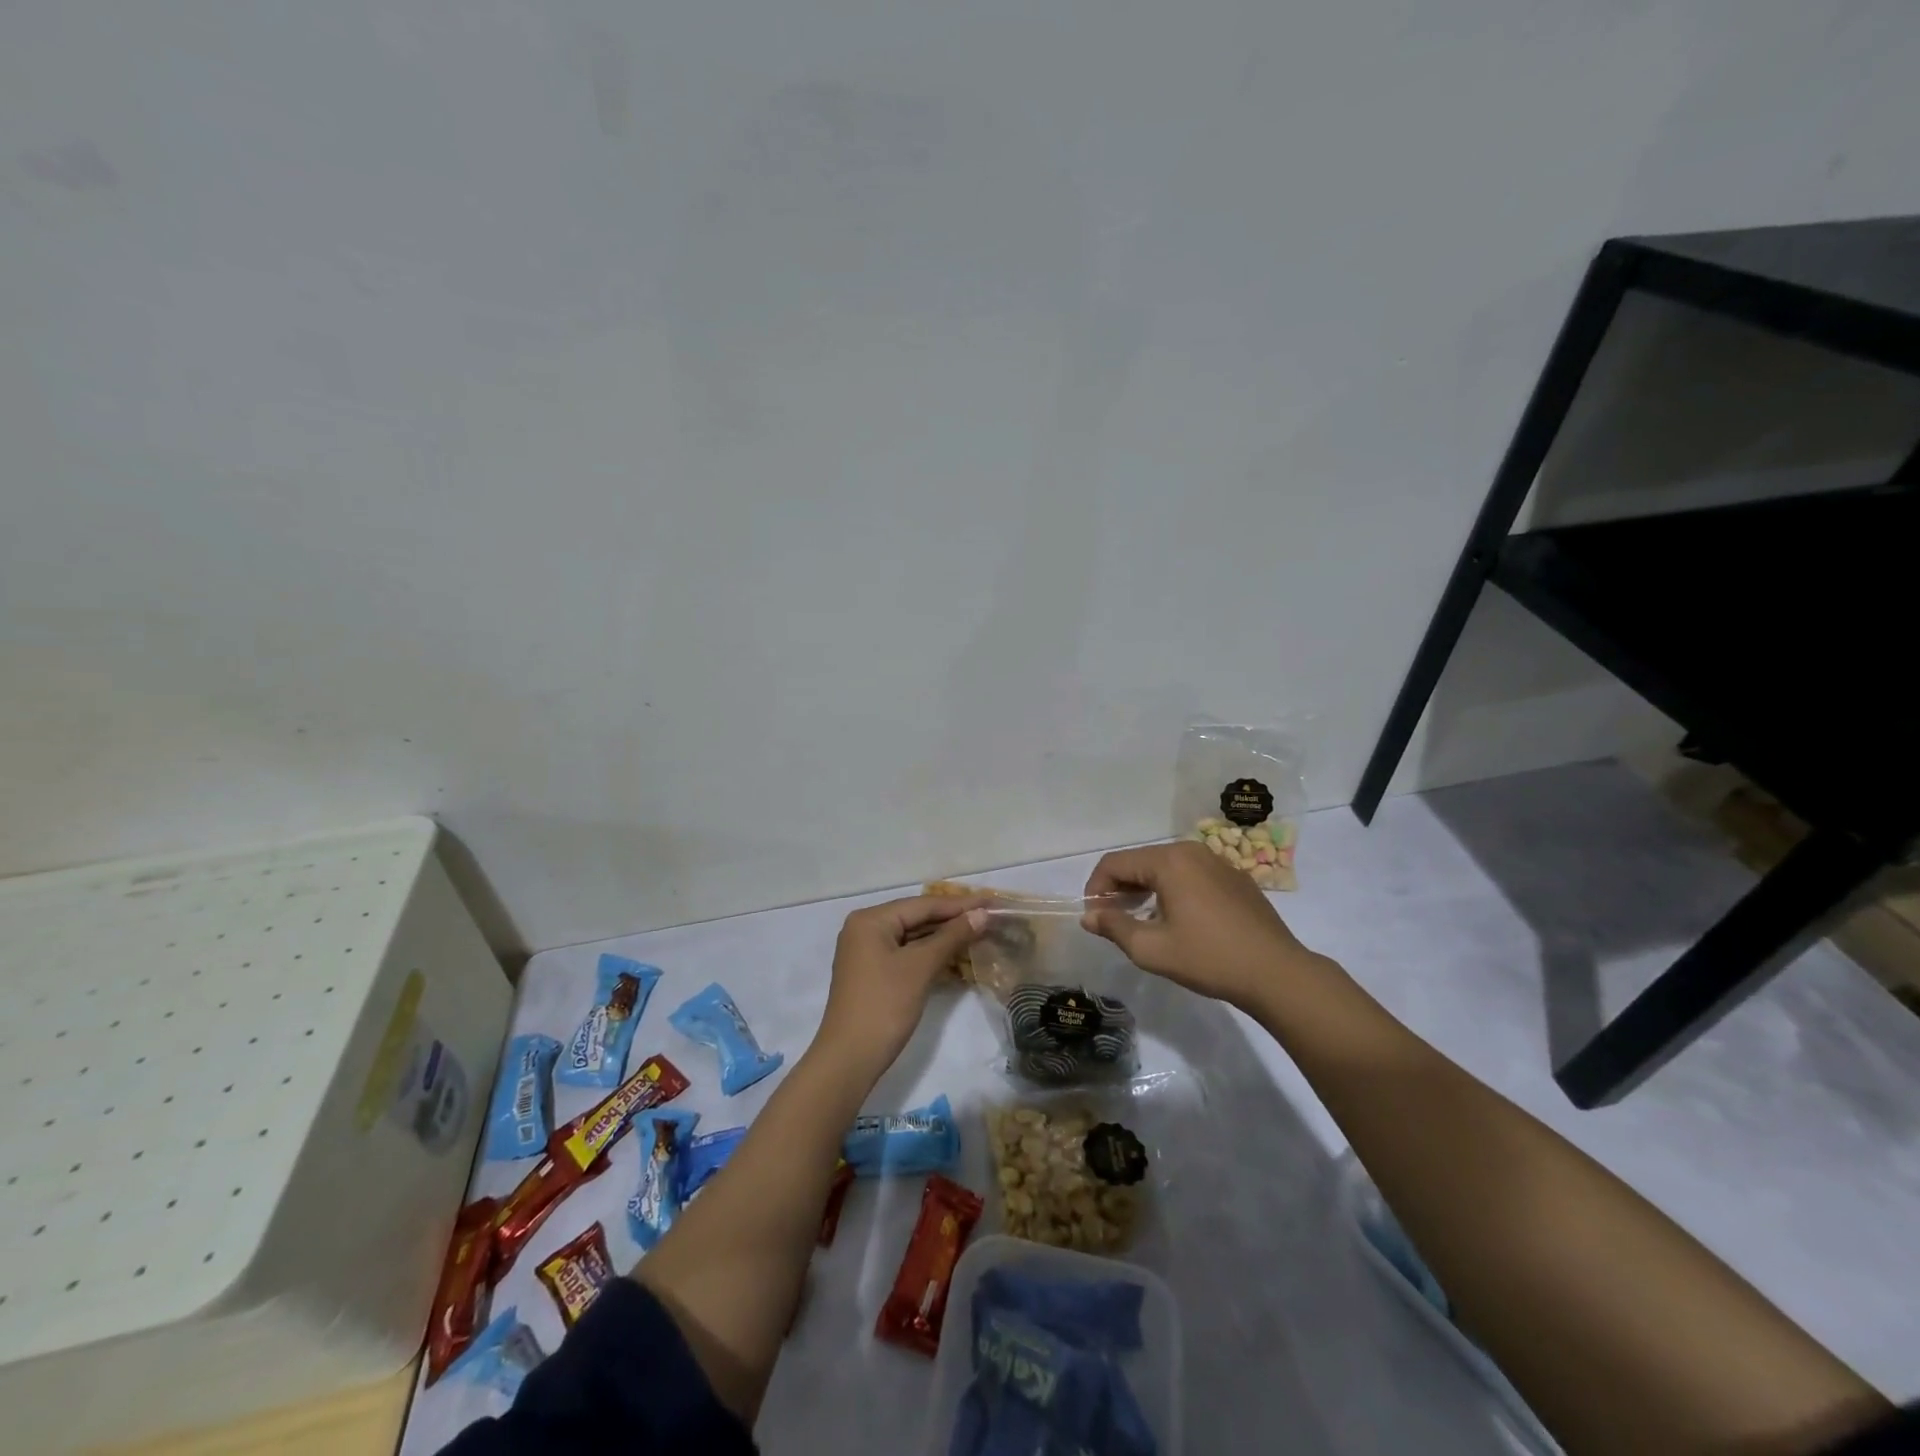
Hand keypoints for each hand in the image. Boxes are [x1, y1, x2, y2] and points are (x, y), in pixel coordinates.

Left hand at [815, 895, 988, 1073]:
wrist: (850, 1059)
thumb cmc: (884, 1005)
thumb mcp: (920, 967)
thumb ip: (952, 937)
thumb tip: (981, 914)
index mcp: (871, 920)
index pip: (923, 904)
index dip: (960, 904)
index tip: (992, 901)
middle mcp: (866, 929)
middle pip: (917, 918)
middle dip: (953, 919)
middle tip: (990, 916)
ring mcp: (868, 952)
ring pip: (913, 937)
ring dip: (945, 938)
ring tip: (981, 932)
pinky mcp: (874, 973)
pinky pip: (907, 954)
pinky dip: (931, 954)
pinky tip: (958, 956)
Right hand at [1082, 842, 1323, 1010]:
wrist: (1277, 973)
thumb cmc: (1209, 959)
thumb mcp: (1152, 949)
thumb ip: (1114, 927)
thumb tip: (1089, 916)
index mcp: (1169, 861)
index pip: (1115, 863)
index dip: (1095, 887)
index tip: (1094, 917)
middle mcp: (1191, 851)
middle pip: (1140, 861)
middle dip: (1119, 887)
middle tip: (1113, 920)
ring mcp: (1217, 861)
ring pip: (1166, 867)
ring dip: (1145, 888)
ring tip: (1140, 919)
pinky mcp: (1235, 877)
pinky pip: (1191, 874)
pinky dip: (1173, 890)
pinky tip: (1178, 920)